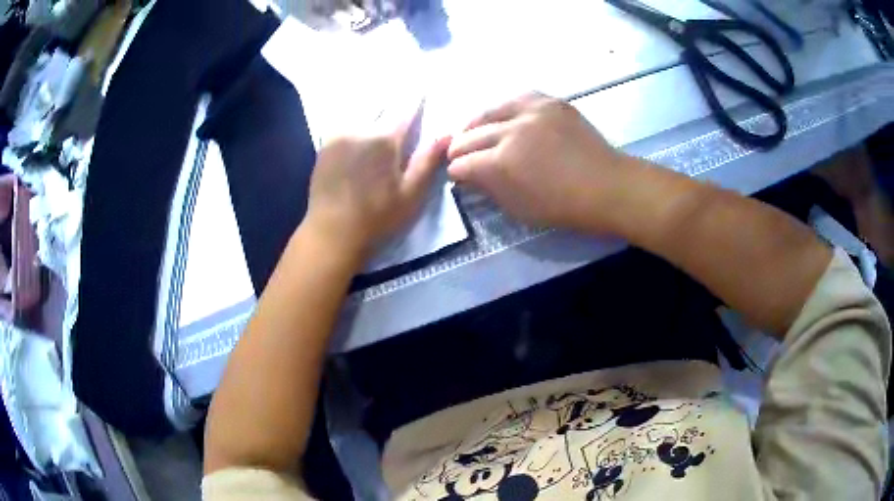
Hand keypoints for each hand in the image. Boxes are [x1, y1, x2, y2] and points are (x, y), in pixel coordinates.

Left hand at [304, 104, 449, 262]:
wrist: (331, 233)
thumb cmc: (377, 218)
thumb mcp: (411, 194)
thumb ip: (428, 161)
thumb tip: (447, 134)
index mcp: (383, 139)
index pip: (405, 109)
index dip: (415, 98)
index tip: (423, 86)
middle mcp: (359, 128)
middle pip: (382, 106)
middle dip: (395, 99)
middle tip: (404, 90)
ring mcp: (338, 135)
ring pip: (361, 111)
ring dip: (374, 105)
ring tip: (382, 100)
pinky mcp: (325, 145)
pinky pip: (344, 121)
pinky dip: (356, 116)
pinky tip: (359, 119)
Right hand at [447, 93, 637, 232]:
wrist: (606, 186)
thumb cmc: (564, 207)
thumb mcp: (520, 209)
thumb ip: (490, 189)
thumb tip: (471, 176)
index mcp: (501, 163)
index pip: (463, 163)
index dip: (455, 171)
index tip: (456, 175)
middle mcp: (510, 131)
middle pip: (470, 135)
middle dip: (459, 148)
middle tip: (458, 155)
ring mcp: (531, 111)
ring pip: (489, 111)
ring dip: (475, 124)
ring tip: (473, 131)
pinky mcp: (549, 102)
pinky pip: (517, 98)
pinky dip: (504, 108)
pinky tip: (501, 116)